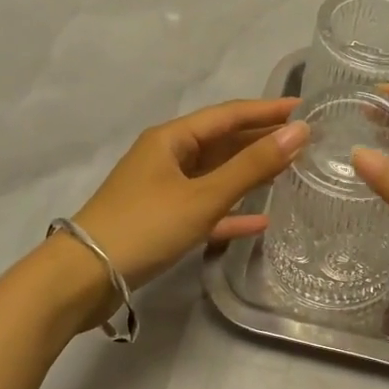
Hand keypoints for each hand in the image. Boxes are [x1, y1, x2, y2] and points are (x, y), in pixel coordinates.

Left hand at [65, 98, 307, 325]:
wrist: (83, 279)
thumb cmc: (145, 226)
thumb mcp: (203, 195)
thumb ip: (253, 165)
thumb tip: (299, 131)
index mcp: (172, 138)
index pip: (229, 114)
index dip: (267, 111)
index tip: (304, 109)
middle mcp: (168, 157)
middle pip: (223, 142)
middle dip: (262, 141)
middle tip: (306, 142)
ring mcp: (164, 190)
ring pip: (216, 175)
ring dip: (250, 174)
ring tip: (291, 172)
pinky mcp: (163, 221)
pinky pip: (206, 208)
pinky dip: (231, 211)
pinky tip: (261, 221)